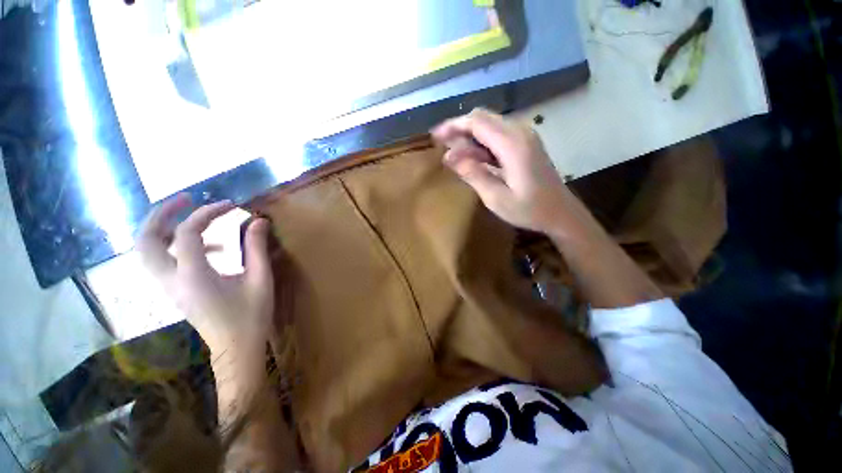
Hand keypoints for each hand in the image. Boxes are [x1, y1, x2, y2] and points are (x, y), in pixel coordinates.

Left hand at [136, 194, 273, 355]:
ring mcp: (169, 287)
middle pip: (145, 240)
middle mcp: (171, 280)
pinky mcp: (175, 291)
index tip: (231, 204)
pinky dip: (177, 246)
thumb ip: (257, 247)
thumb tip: (258, 220)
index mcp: (193, 276)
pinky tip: (211, 247)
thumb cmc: (251, 315)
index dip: (207, 213)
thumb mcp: (260, 279)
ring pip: (147, 251)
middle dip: (161, 214)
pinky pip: (163, 261)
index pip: (187, 233)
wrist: (236, 348)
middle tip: (186, 199)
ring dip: (163, 228)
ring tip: (192, 218)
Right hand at [432, 108, 571, 233]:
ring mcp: (525, 136)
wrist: (561, 213)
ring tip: (454, 157)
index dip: (453, 126)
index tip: (435, 137)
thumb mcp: (496, 198)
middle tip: (443, 147)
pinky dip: (482, 144)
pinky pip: (498, 135)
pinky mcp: (526, 144)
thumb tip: (448, 157)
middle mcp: (520, 132)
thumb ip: (473, 174)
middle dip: (459, 129)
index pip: (477, 122)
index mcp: (513, 144)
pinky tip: (474, 159)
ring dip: (470, 138)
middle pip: (483, 118)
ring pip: (490, 125)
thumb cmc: (529, 210)